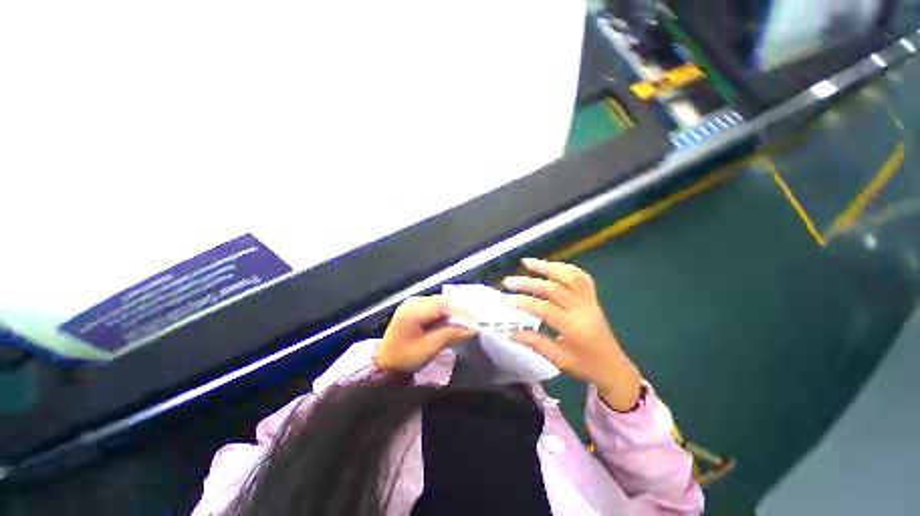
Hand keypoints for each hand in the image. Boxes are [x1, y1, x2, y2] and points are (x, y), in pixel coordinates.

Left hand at [375, 295, 477, 372]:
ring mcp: (413, 303)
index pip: (443, 305)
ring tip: (467, 319)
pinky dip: (446, 311)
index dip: (461, 311)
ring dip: (453, 310)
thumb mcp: (429, 348)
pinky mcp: (414, 308)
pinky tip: (454, 319)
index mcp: (413, 311)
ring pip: (439, 302)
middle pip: (442, 301)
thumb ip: (451, 335)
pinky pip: (434, 305)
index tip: (477, 320)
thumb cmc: (405, 358)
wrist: (384, 364)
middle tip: (475, 319)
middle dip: (459, 309)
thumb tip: (473, 329)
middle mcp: (413, 302)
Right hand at [504, 259, 641, 410]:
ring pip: (569, 276)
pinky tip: (550, 265)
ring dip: (547, 267)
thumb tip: (512, 332)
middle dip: (528, 283)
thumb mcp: (559, 360)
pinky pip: (581, 277)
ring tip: (527, 262)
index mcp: (575, 329)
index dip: (525, 302)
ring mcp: (590, 301)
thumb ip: (536, 343)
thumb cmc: (586, 367)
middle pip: (554, 289)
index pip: (546, 309)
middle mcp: (583, 310)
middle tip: (508, 281)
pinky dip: (564, 267)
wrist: (614, 368)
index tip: (507, 300)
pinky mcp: (593, 298)